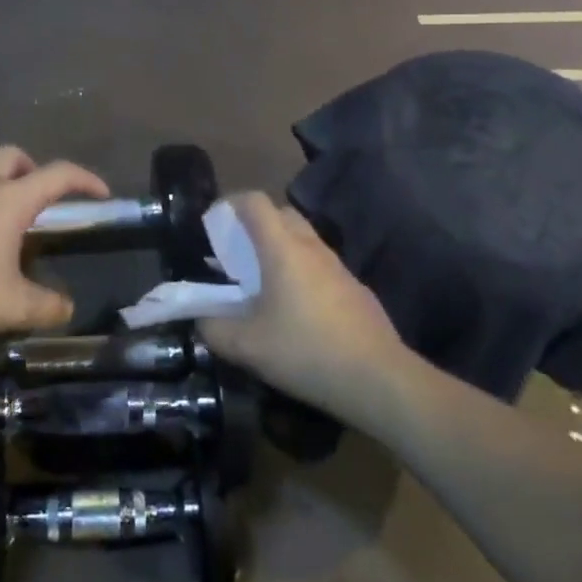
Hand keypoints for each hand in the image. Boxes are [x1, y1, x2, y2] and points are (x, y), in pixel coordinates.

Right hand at [200, 193, 403, 417]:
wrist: (378, 379)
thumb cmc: (305, 351)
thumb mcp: (247, 346)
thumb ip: (215, 328)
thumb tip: (202, 319)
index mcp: (282, 248)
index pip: (255, 202)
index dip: (230, 203)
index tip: (214, 223)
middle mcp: (311, 247)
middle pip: (281, 214)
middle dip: (256, 224)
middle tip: (237, 253)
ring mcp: (338, 266)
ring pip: (303, 239)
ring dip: (280, 248)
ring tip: (262, 282)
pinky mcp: (355, 288)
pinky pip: (320, 265)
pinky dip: (302, 272)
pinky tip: (296, 309)